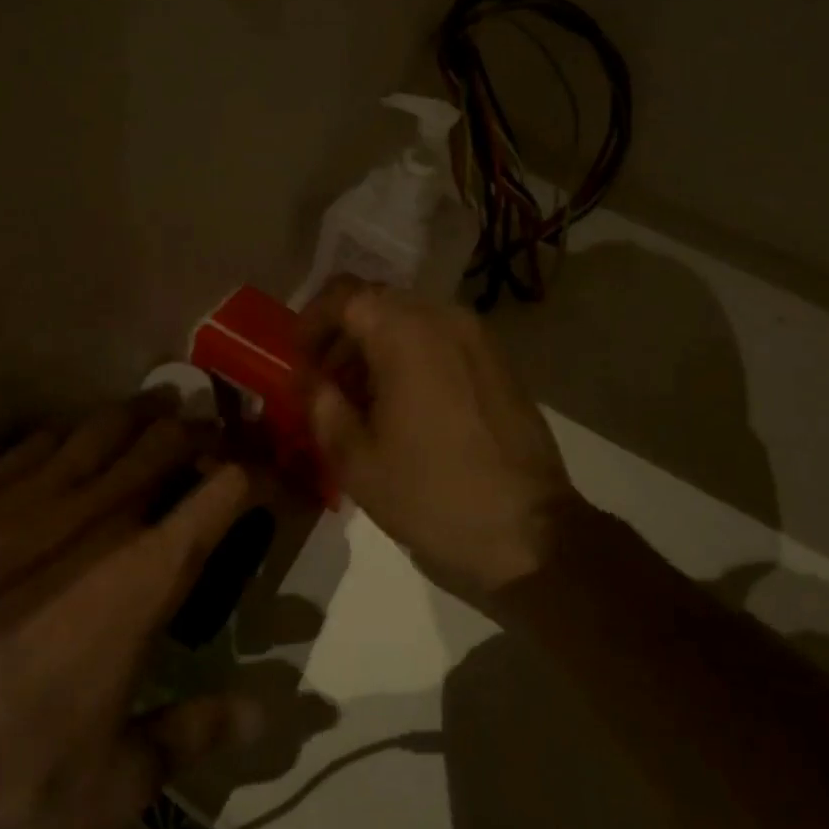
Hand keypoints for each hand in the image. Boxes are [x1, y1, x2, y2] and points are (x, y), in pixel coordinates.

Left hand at [0, 393, 266, 828]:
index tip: (260, 478)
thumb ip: (197, 734)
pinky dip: (65, 435)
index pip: (222, 493)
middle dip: (198, 429)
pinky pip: (31, 445)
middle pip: (165, 442)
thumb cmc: (8, 773)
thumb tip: (265, 715)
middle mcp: (98, 518)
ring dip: (138, 413)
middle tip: (210, 430)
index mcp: (146, 574)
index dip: (251, 475)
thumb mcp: (117, 781)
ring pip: (101, 428)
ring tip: (156, 405)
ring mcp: (27, 501)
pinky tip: (67, 439)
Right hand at [297, 278, 581, 600]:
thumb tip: (311, 381)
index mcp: (406, 333)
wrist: (529, 533)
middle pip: (378, 304)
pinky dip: (410, 358)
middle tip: (325, 384)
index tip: (299, 361)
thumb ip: (321, 406)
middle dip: (342, 337)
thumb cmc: (432, 495)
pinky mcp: (498, 363)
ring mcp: (478, 339)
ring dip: (376, 349)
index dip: (311, 322)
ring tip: (360, 402)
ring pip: (410, 321)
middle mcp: (445, 319)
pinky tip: (403, 407)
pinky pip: (441, 341)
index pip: (344, 296)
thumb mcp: (356, 460)